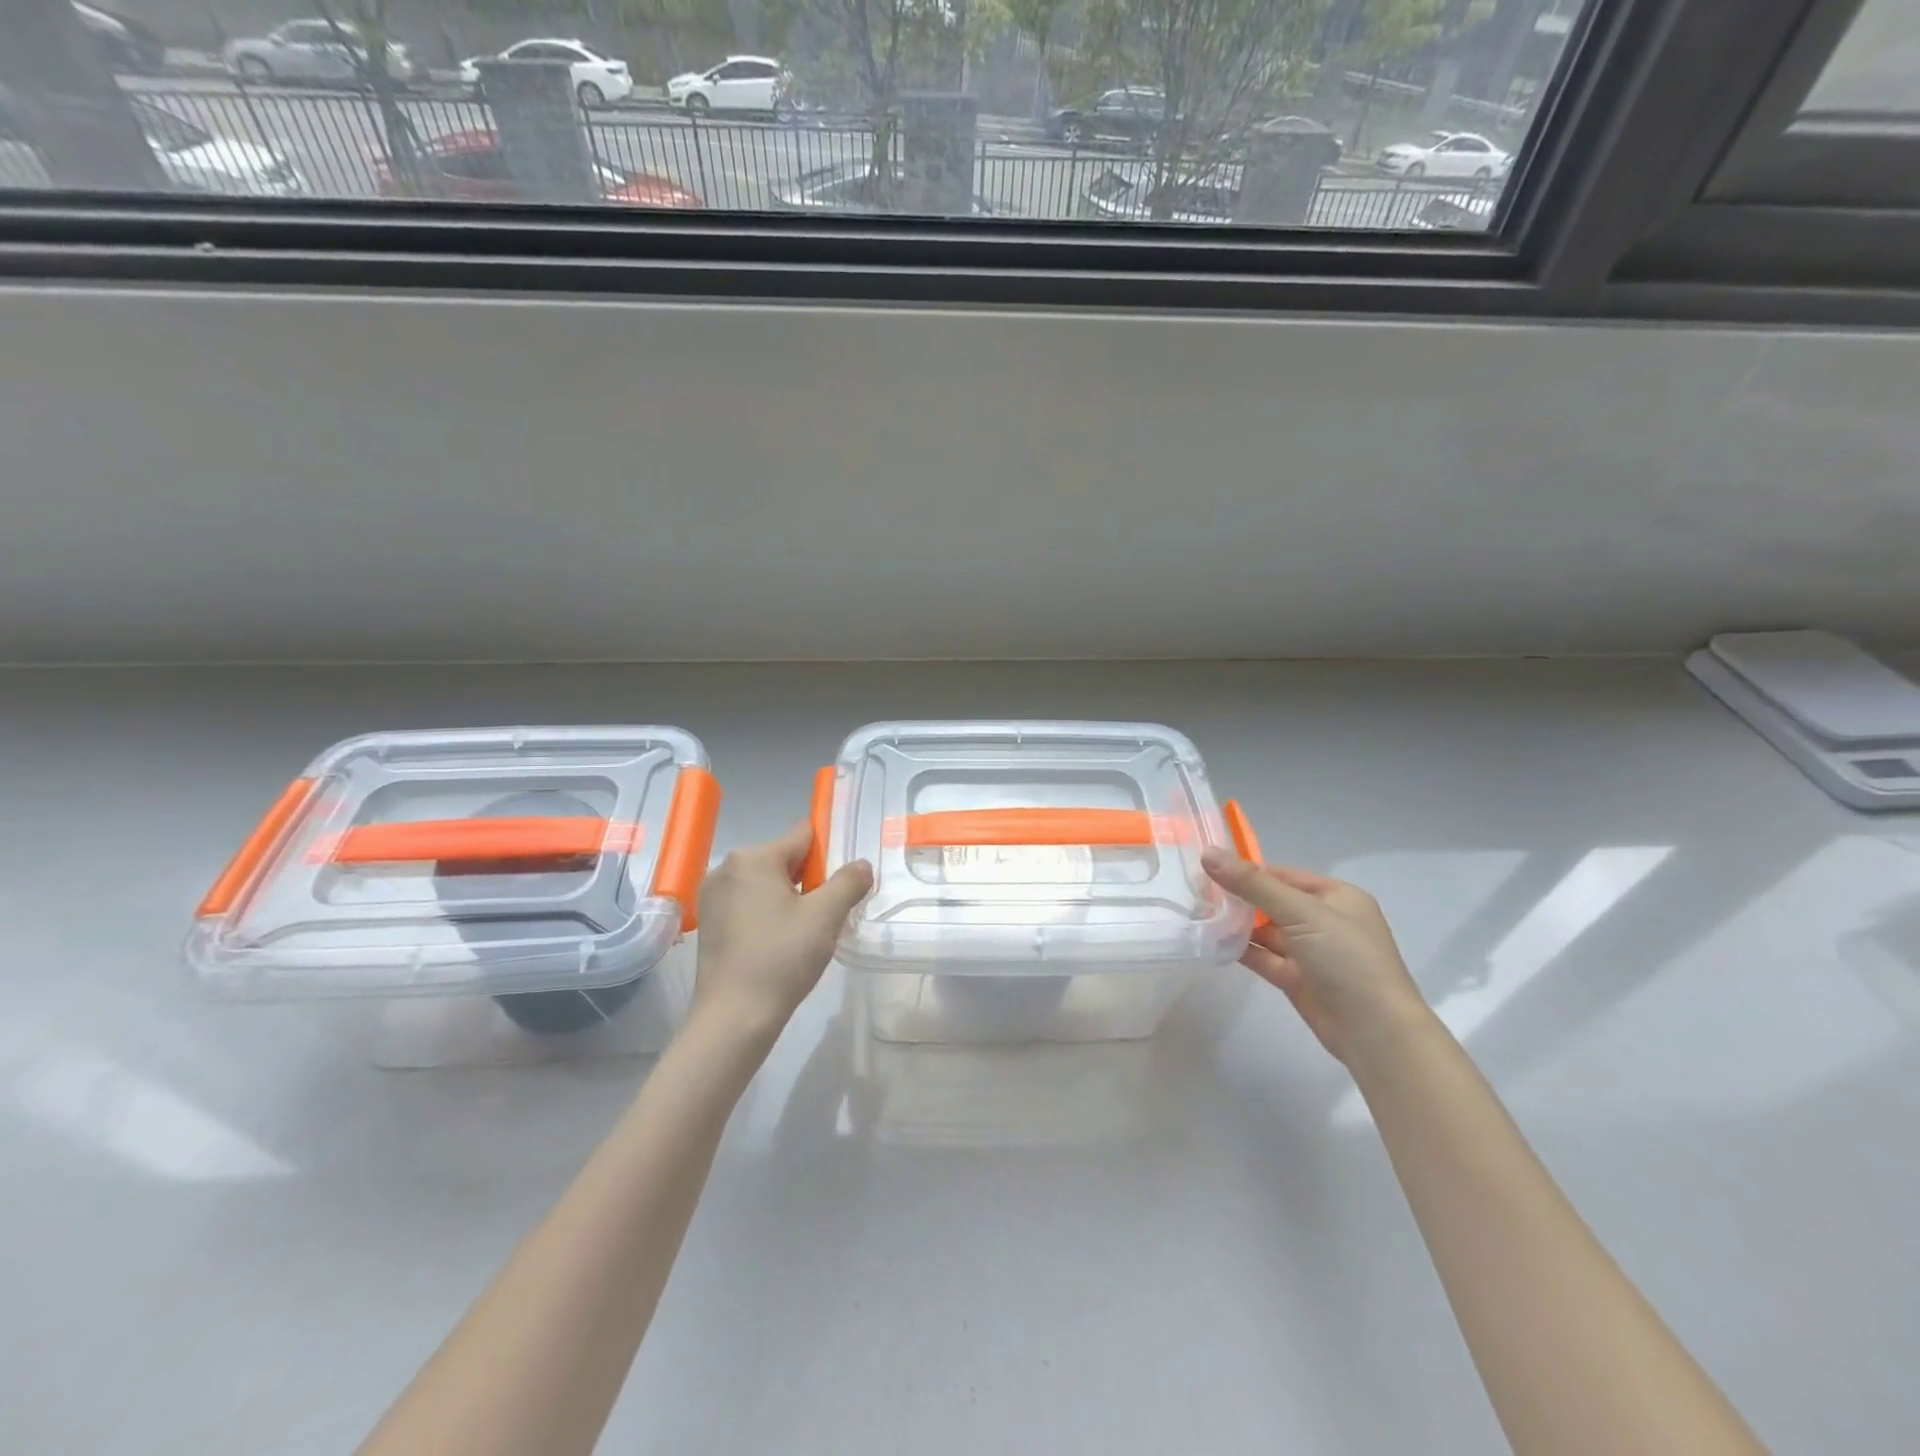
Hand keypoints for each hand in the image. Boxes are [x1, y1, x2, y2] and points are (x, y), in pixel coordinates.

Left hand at [691, 822, 872, 1043]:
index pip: (802, 836)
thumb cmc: (781, 958)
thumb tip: (861, 864)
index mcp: (753, 858)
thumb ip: (848, 882)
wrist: (734, 1017)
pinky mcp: (708, 922)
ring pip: (765, 883)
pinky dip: (767, 913)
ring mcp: (712, 896)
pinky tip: (780, 943)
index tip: (843, 880)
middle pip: (783, 859)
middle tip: (827, 913)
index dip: (829, 853)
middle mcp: (727, 868)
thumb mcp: (825, 917)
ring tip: (806, 932)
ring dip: (789, 898)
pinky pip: (748, 903)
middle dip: (809, 879)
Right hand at [1200, 849, 1428, 1063]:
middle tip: (1194, 891)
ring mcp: (1310, 952)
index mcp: (1337, 897)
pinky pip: (1263, 957)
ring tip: (1195, 913)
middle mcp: (1324, 921)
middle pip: (1272, 902)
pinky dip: (1240, 949)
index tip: (1208, 870)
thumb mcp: (1302, 913)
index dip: (1248, 871)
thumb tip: (1208, 854)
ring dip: (1236, 924)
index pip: (1283, 875)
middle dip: (1238, 898)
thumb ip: (1253, 884)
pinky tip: (1212, 941)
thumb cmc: (1347, 960)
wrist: (1375, 1032)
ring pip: (1265, 931)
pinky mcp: (1296, 979)